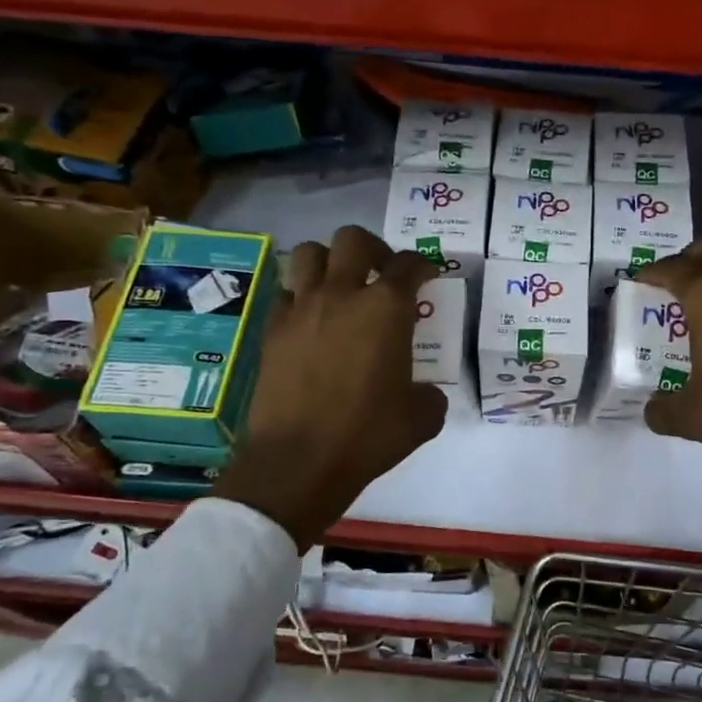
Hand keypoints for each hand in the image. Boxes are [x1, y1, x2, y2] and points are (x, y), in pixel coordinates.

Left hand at [210, 226, 445, 545]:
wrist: (298, 461)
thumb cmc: (367, 435)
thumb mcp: (421, 418)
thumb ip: (430, 395)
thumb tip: (425, 393)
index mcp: (386, 309)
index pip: (409, 264)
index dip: (422, 264)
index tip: (427, 274)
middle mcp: (342, 295)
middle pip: (353, 240)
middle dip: (373, 248)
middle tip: (381, 272)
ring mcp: (301, 309)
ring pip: (308, 253)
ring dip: (328, 261)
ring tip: (340, 285)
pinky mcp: (271, 330)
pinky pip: (285, 294)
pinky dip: (300, 297)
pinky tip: (310, 320)